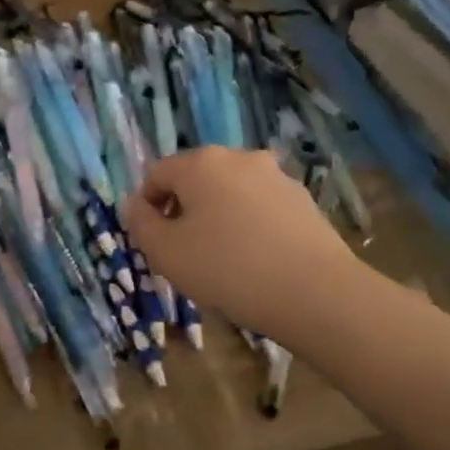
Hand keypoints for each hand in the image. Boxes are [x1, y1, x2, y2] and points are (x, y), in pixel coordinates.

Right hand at [121, 147, 360, 344]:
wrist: (315, 292)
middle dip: (184, 210)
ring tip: (225, 260)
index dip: (147, 207)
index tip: (155, 243)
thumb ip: (140, 224)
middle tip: (186, 253)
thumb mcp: (166, 253)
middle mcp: (238, 157)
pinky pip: (261, 207)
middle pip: (196, 179)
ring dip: (219, 217)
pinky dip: (250, 225)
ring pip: (230, 192)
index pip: (156, 174)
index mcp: (200, 163)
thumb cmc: (228, 268)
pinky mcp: (303, 199)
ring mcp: (275, 176)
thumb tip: (134, 204)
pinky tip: (257, 260)